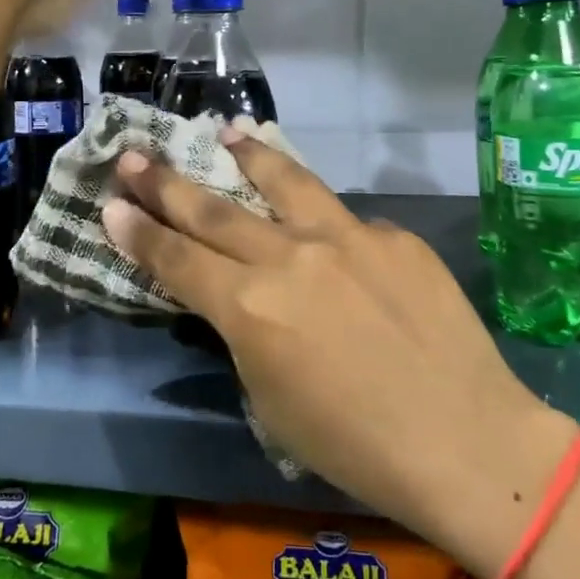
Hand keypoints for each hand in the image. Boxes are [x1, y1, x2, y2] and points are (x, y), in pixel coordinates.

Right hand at [101, 137, 574, 572]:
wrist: (468, 442)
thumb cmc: (356, 447)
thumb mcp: (271, 402)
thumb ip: (246, 334)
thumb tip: (240, 296)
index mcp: (251, 308)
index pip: (177, 259)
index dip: (139, 231)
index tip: (111, 204)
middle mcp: (290, 257)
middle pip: (213, 210)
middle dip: (166, 182)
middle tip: (134, 154)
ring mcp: (346, 237)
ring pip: (283, 180)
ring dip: (248, 154)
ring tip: (227, 131)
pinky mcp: (393, 236)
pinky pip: (346, 222)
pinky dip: (324, 221)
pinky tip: (330, 235)